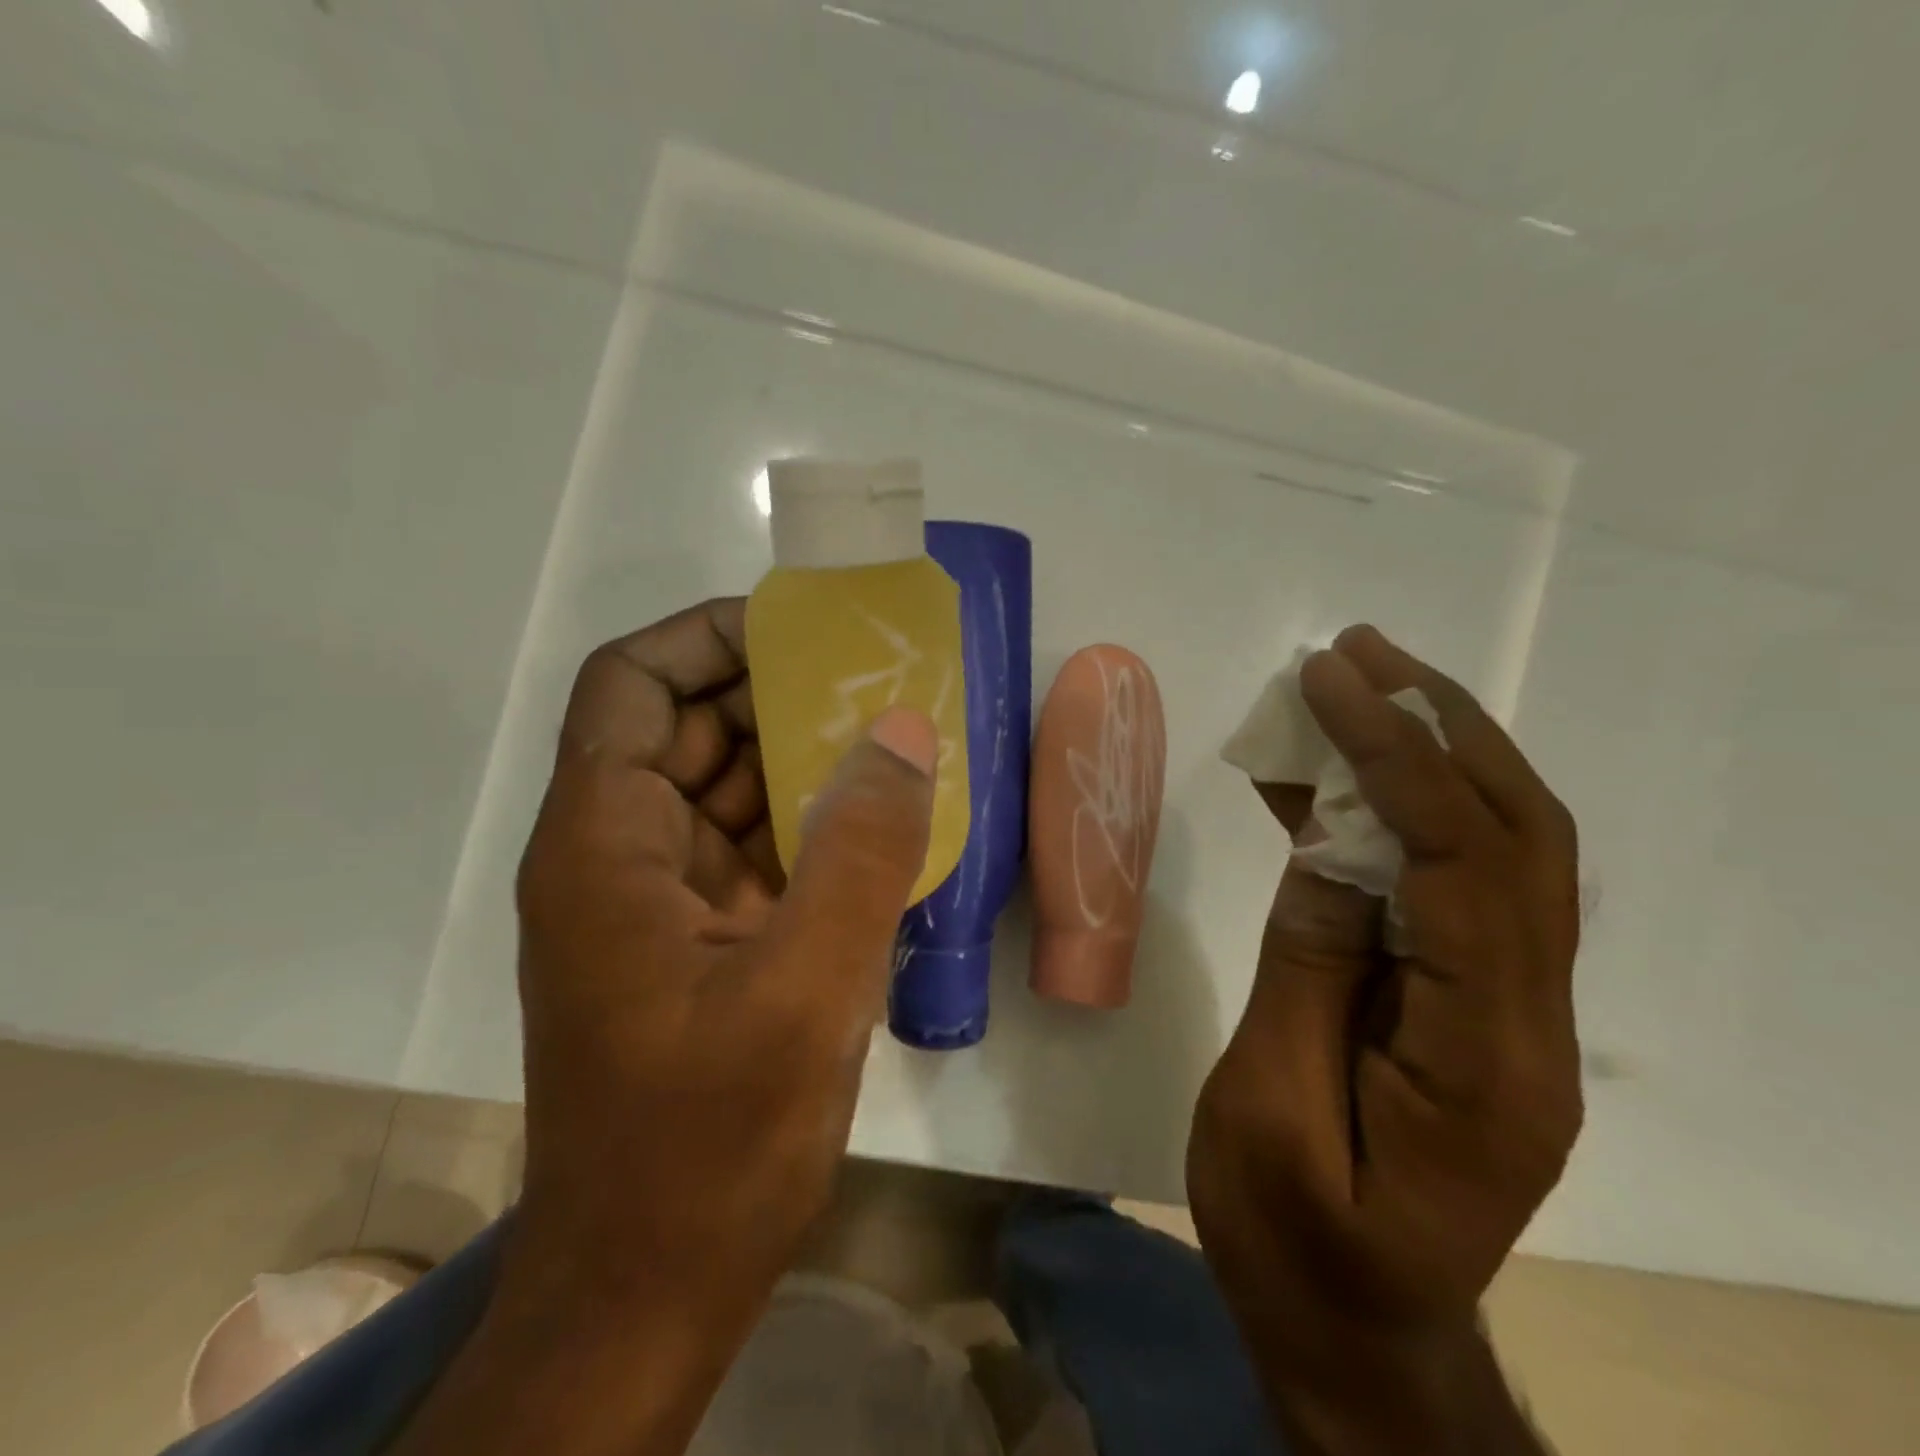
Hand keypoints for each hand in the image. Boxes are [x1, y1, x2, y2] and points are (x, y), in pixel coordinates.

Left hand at [503, 598, 937, 1383]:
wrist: (652, 1291)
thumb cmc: (709, 1144)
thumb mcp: (806, 990)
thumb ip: (861, 850)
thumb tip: (904, 730)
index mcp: (605, 845)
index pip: (632, 686)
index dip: (705, 638)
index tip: (798, 631)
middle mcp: (618, 857)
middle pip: (685, 729)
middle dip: (774, 694)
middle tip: (875, 680)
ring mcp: (658, 903)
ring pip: (724, 789)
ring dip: (800, 759)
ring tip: (893, 738)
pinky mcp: (698, 943)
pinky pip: (752, 848)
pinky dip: (808, 824)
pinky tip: (880, 824)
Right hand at [1187, 625, 1581, 1452]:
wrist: (1357, 1342)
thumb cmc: (1298, 1249)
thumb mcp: (1272, 1112)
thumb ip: (1305, 972)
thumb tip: (1327, 850)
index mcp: (1487, 1061)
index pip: (1459, 865)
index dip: (1394, 758)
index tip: (1326, 684)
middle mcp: (1528, 1022)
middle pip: (1514, 837)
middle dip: (1438, 727)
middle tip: (1358, 655)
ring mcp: (1506, 1012)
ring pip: (1494, 850)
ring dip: (1429, 756)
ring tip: (1353, 688)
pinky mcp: (1462, 1005)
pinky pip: (1438, 886)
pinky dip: (1387, 819)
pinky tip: (1323, 786)